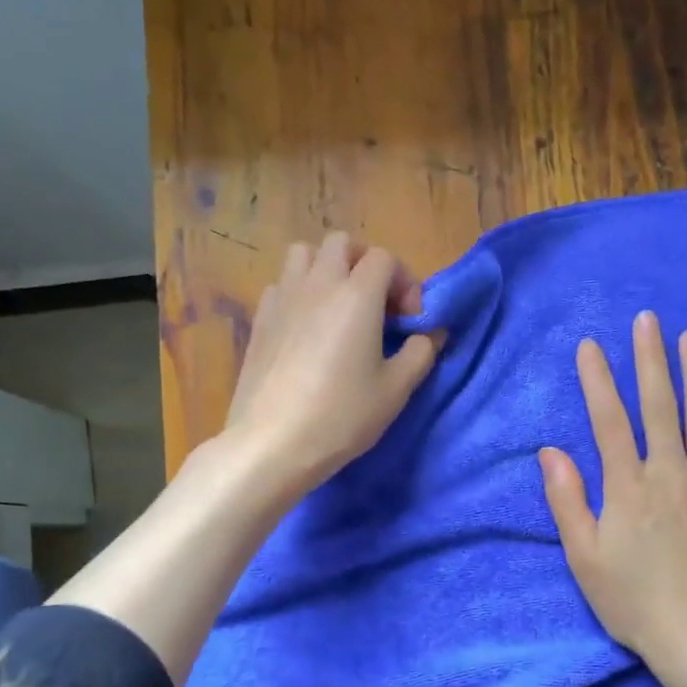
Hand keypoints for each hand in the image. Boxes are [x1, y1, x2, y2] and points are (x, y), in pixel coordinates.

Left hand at [222, 231, 443, 499]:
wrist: (272, 443)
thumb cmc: (342, 415)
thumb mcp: (396, 390)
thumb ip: (420, 353)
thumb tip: (427, 335)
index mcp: (357, 295)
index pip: (384, 258)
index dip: (405, 282)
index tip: (410, 320)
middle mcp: (318, 284)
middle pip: (341, 243)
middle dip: (365, 263)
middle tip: (377, 304)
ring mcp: (282, 298)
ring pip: (304, 254)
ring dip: (327, 268)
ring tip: (339, 306)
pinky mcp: (259, 319)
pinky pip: (282, 284)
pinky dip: (299, 292)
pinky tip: (306, 328)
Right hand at [539, 311, 686, 686]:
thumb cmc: (633, 602)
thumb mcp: (584, 557)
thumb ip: (567, 500)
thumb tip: (549, 451)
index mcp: (627, 486)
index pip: (609, 420)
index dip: (597, 380)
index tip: (589, 346)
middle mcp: (671, 474)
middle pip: (659, 407)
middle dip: (650, 360)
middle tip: (648, 319)